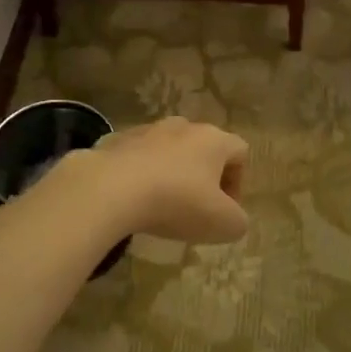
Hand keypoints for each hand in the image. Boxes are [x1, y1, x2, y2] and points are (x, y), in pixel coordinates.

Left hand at [74, 117, 249, 242]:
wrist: (111, 189)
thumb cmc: (177, 203)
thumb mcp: (223, 225)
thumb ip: (238, 221)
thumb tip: (233, 218)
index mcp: (214, 139)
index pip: (239, 151)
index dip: (237, 181)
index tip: (224, 209)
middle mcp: (184, 127)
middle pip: (203, 148)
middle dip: (203, 176)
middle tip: (194, 208)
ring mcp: (148, 130)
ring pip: (169, 150)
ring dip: (171, 173)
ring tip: (160, 205)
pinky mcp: (117, 140)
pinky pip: (138, 157)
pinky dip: (140, 174)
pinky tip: (132, 199)